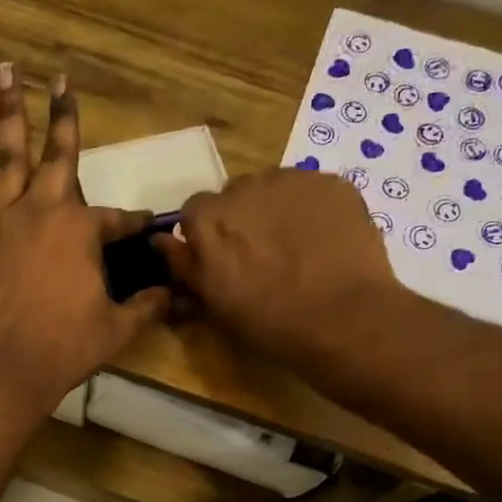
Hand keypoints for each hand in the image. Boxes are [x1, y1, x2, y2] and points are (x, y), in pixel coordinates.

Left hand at [0, 65, 170, 416]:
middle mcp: (42, 211)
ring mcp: (2, 220)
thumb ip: (147, 305)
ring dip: (8, 113)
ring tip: (5, 73)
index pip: (116, 218)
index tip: (144, 224)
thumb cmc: (65, 347)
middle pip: (57, 155)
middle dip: (62, 114)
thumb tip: (176, 294)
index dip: (133, 222)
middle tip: (61, 78)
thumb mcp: (117, 329)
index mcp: (81, 231)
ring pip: (7, 156)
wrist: (4, 367)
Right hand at [153, 169, 406, 366]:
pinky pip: (311, 190)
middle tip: (260, 255)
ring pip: (273, 188)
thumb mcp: (213, 301)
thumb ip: (183, 264)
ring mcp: (292, 181)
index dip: (207, 234)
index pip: (194, 211)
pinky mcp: (332, 183)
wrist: (343, 319)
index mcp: (209, 220)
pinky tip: (323, 240)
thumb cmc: (269, 321)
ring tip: (295, 246)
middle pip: (235, 195)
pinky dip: (311, 208)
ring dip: (275, 209)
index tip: (221, 259)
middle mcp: (245, 188)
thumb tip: (159, 240)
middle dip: (241, 218)